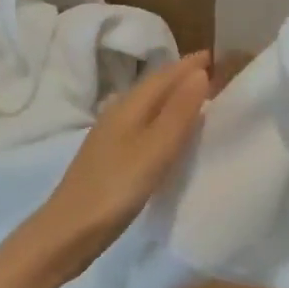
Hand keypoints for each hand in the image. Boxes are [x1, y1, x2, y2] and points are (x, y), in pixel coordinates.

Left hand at [22, 51, 212, 281]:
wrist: (69, 232)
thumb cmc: (116, 187)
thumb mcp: (155, 148)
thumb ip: (178, 111)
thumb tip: (200, 73)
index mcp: (128, 106)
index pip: (164, 75)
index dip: (190, 65)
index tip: (219, 55)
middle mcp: (119, 114)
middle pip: (155, 87)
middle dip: (183, 77)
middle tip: (217, 75)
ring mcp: (112, 137)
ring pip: (150, 107)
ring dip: (174, 99)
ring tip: (202, 101)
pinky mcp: (112, 159)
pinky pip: (145, 128)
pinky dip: (165, 122)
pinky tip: (173, 136)